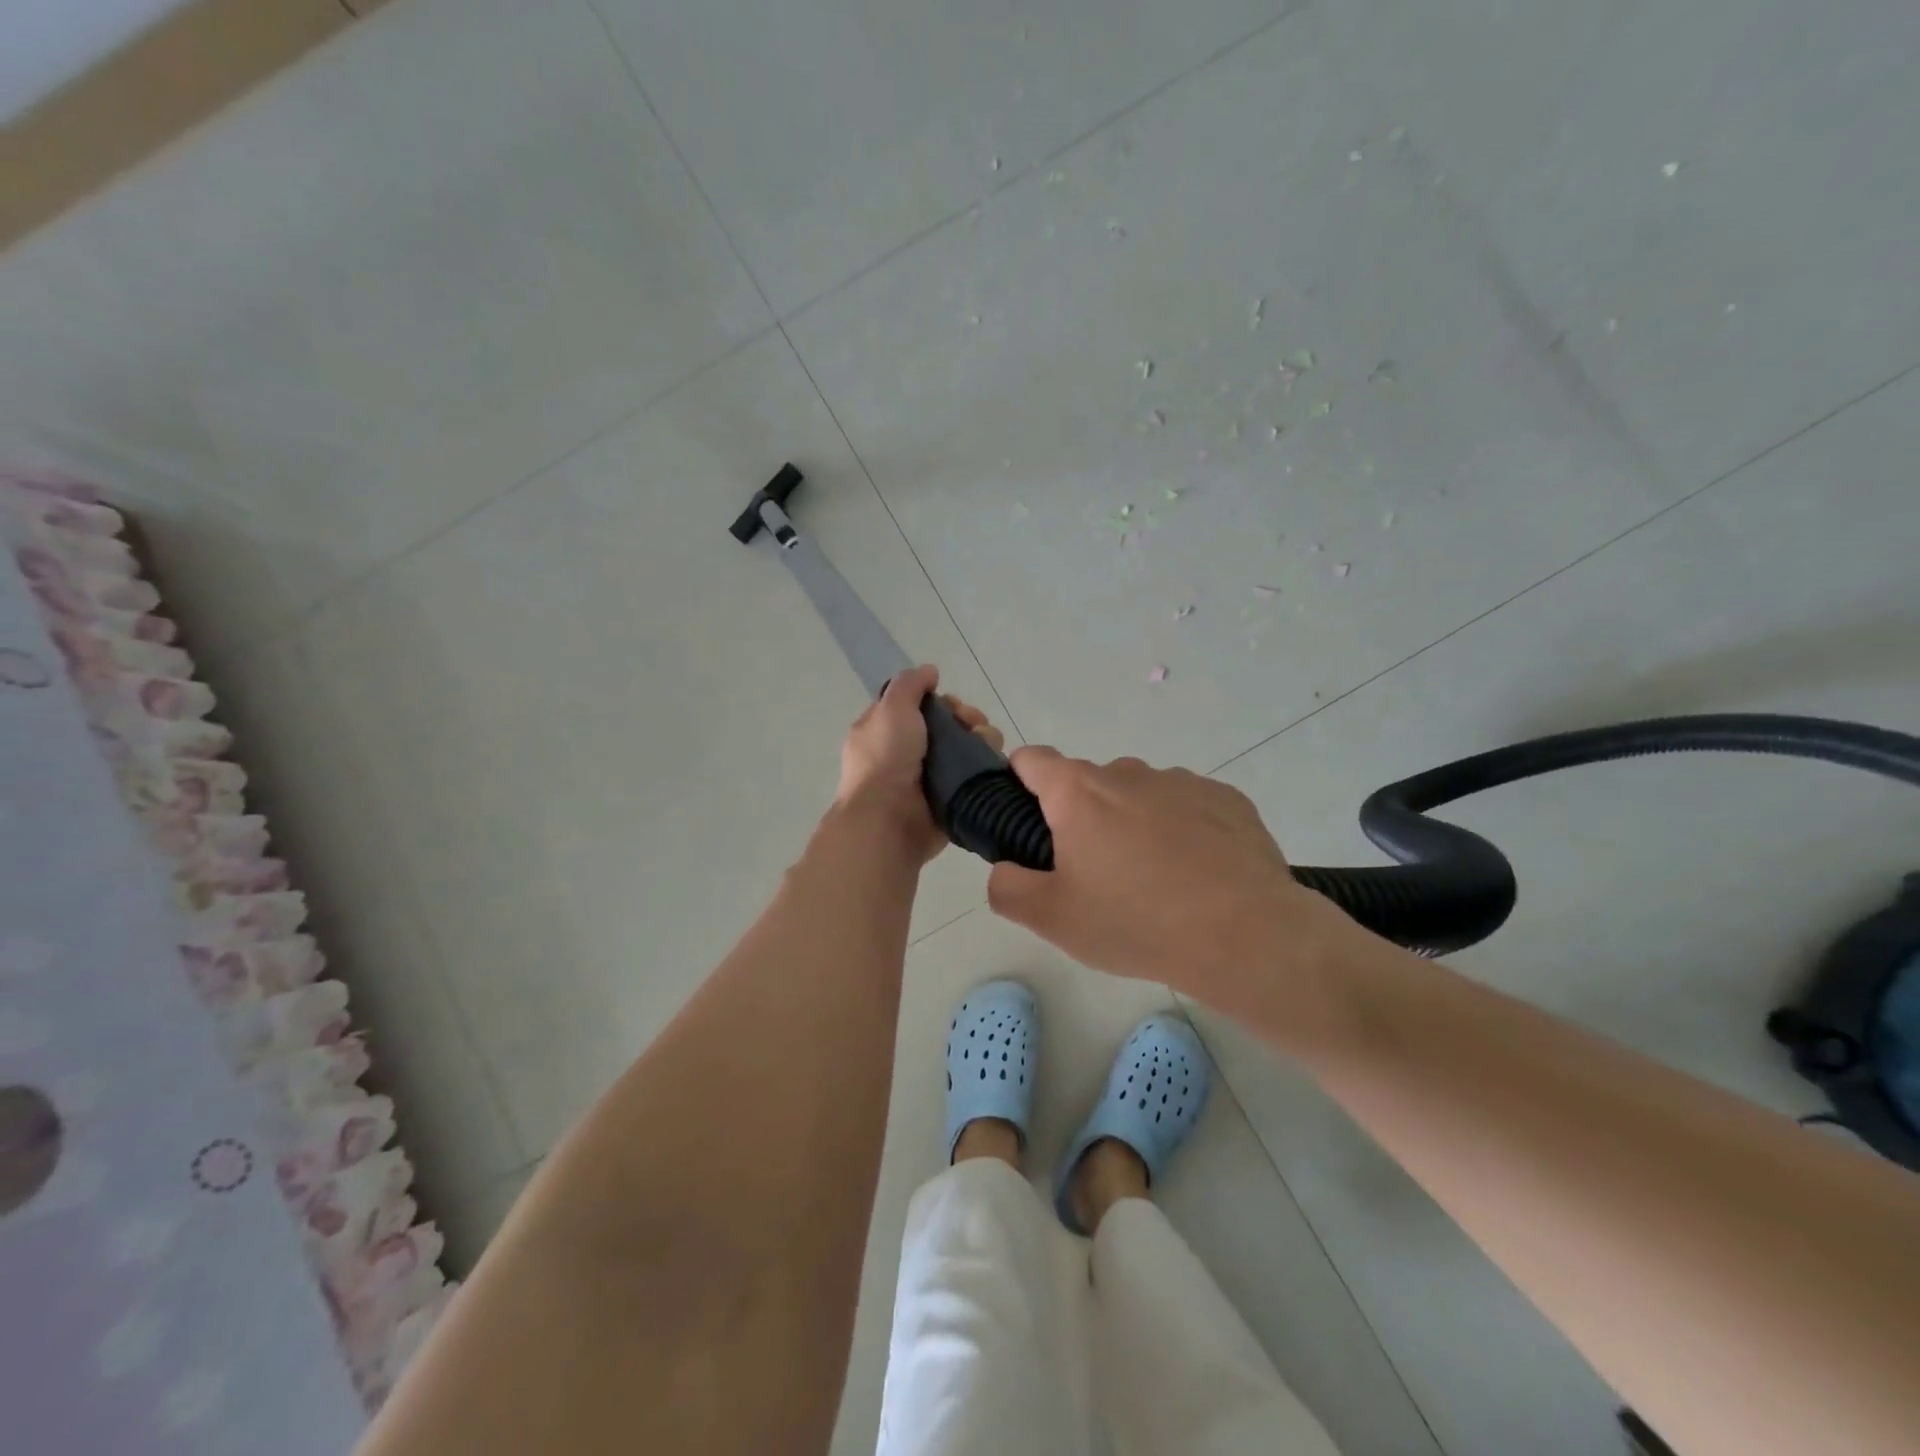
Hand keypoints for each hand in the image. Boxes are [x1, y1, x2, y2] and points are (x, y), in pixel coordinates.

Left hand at [836, 664, 1004, 863]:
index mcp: (887, 730)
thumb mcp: (891, 709)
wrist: (889, 819)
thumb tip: (930, 671)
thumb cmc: (886, 759)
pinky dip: (987, 766)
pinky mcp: (953, 798)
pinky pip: (976, 776)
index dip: (942, 701)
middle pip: (950, 725)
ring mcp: (932, 777)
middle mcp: (910, 752)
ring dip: (983, 739)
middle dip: (968, 719)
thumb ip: (910, 684)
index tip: (952, 705)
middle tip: (973, 725)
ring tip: (986, 745)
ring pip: (968, 748)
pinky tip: (991, 763)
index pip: (922, 707)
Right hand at [986, 748, 1342, 1010]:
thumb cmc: (1136, 922)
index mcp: (1079, 793)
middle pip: (1088, 784)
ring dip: (1134, 823)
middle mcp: (1128, 773)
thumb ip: (1008, 888)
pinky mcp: (1226, 798)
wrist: (1244, 935)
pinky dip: (1181, 830)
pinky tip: (1198, 875)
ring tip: (1155, 880)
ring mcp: (1182, 781)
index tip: (1028, 818)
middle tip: (1095, 873)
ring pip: (1140, 795)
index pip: (1032, 759)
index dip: (1020, 781)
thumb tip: (1004, 870)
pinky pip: (1187, 806)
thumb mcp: (1053, 920)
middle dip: (1082, 818)